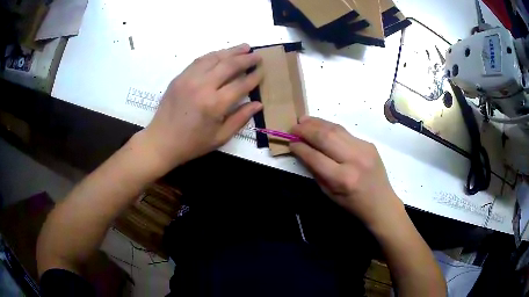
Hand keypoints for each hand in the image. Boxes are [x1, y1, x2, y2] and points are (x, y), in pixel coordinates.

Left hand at [139, 44, 262, 174]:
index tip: (262, 71)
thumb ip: (240, 119)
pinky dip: (213, 55)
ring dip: (231, 51)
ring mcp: (189, 78)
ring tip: (244, 47)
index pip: (241, 84)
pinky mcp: (180, 77)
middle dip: (247, 59)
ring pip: (214, 57)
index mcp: (215, 104)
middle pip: (229, 65)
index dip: (254, 77)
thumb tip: (258, 104)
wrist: (161, 141)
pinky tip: (221, 54)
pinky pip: (200, 60)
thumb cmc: (192, 144)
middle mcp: (203, 86)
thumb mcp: (220, 137)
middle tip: (258, 56)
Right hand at [290, 117, 402, 228]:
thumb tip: (302, 150)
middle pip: (325, 137)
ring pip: (335, 129)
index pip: (315, 157)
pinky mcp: (368, 143)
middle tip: (293, 127)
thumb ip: (315, 170)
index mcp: (342, 179)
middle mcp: (354, 160)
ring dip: (316, 123)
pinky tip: (320, 125)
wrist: (381, 202)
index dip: (300, 147)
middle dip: (306, 130)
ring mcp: (364, 149)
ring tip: (303, 120)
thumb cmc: (352, 203)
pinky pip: (345, 131)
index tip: (290, 142)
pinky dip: (329, 127)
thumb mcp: (329, 193)